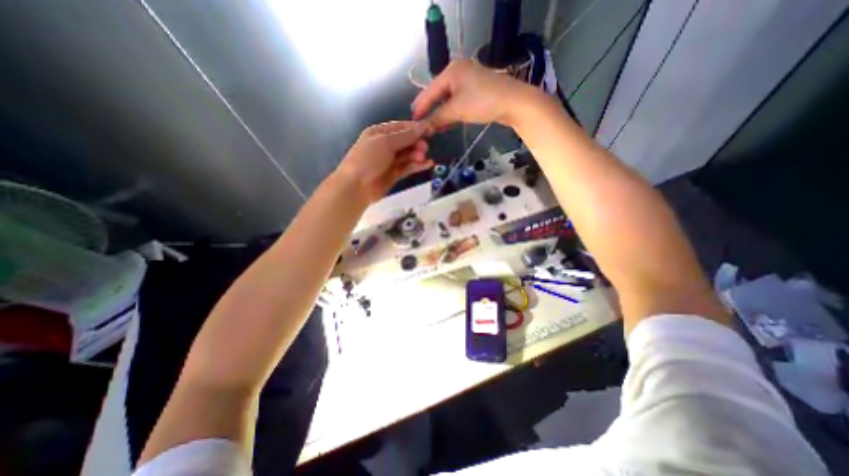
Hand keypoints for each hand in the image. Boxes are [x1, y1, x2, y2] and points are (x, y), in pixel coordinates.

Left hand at [334, 120, 433, 202]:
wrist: (356, 187)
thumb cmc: (367, 159)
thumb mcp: (385, 142)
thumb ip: (405, 136)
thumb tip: (422, 127)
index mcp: (380, 133)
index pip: (401, 127)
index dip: (416, 128)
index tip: (431, 130)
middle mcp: (386, 145)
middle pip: (407, 141)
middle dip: (417, 143)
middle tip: (424, 148)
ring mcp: (390, 161)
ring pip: (408, 155)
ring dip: (418, 154)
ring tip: (423, 157)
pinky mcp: (395, 174)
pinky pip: (408, 167)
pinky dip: (417, 165)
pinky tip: (427, 164)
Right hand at [413, 57, 546, 129]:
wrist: (513, 102)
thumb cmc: (483, 102)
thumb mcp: (457, 110)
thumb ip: (438, 117)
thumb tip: (424, 128)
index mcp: (451, 71)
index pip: (429, 91)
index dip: (420, 107)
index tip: (412, 122)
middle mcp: (457, 72)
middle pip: (438, 94)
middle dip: (430, 111)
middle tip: (422, 126)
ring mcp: (468, 80)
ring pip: (447, 99)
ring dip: (441, 114)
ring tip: (433, 128)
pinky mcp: (475, 90)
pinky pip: (457, 102)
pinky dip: (451, 113)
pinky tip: (447, 123)